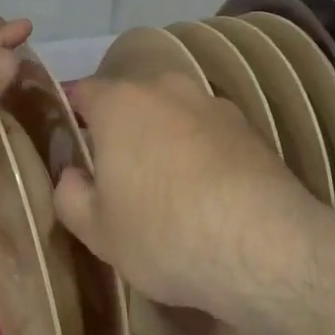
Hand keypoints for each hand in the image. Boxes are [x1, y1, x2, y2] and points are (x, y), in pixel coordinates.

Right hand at [53, 72, 329, 328]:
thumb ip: (71, 196)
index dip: (76, 117)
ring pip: (176, 114)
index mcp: (120, 104)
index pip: (84, 93)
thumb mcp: (98, 231)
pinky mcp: (251, 128)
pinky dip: (204, 152)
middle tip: (123, 174)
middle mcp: (168, 89)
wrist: (262, 245)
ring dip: (168, 139)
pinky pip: (211, 133)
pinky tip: (210, 192)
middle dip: (125, 129)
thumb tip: (73, 175)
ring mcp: (215, 105)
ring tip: (171, 187)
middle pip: (134, 101)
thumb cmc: (163, 234)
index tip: (77, 146)